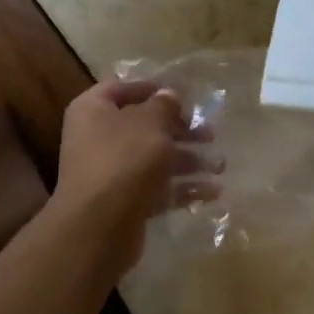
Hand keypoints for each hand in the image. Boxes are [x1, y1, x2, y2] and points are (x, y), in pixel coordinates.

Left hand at [52, 80, 220, 276]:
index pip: (121, 88)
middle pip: (145, 128)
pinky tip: (212, 192)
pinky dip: (183, 189)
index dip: (153, 88)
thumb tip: (169, 94)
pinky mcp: (124, 202)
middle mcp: (97, 138)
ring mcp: (110, 173)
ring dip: (189, 161)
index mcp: (93, 110)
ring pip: (155, 160)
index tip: (184, 94)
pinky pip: (157, 189)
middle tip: (211, 134)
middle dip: (182, 131)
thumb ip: (164, 105)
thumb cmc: (124, 160)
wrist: (100, 225)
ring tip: (220, 166)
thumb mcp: (150, 123)